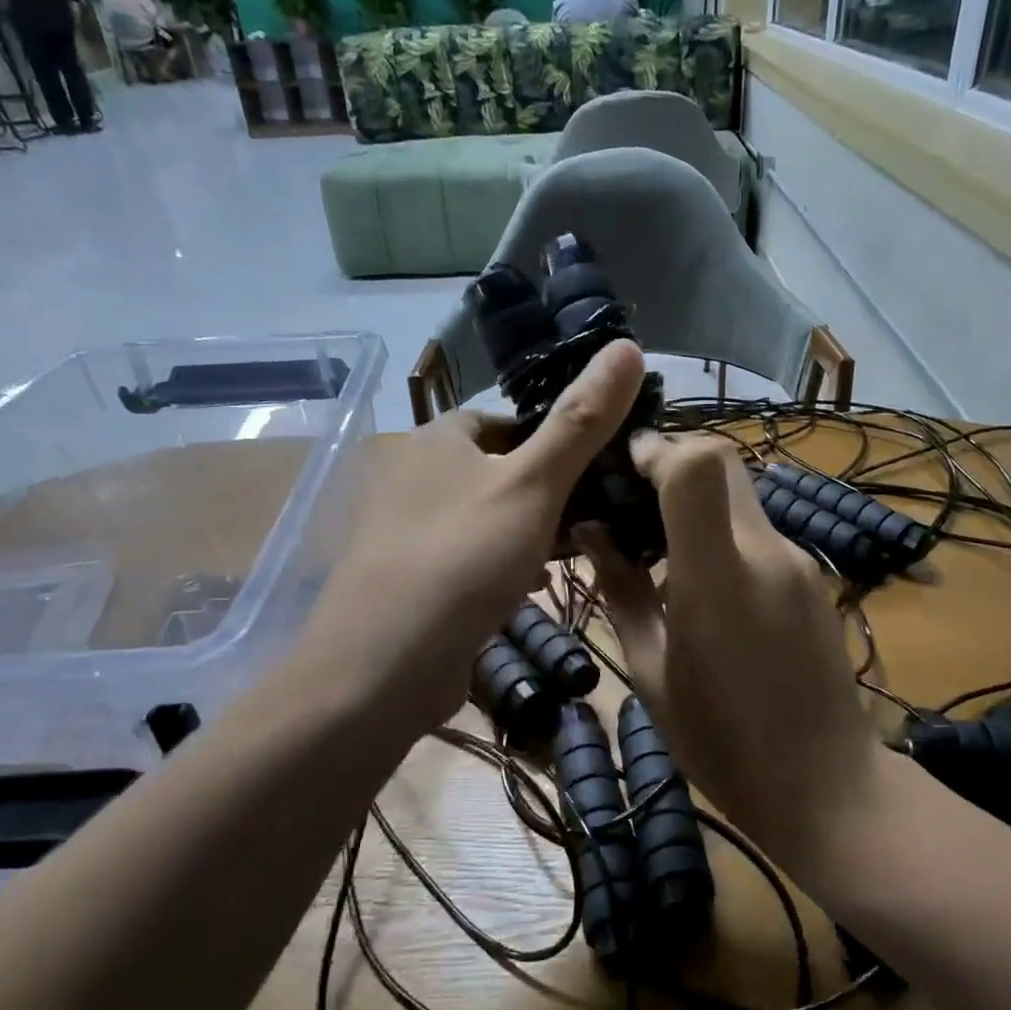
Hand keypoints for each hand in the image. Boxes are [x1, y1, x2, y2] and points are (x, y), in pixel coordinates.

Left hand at [291, 341, 644, 738]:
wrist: (383, 664)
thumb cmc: (464, 556)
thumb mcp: (534, 483)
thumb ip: (581, 421)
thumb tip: (627, 345)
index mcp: (436, 438)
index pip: (504, 421)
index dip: (551, 441)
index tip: (593, 472)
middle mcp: (411, 474)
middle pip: (494, 470)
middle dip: (542, 493)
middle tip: (587, 520)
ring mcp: (403, 530)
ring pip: (482, 517)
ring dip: (523, 532)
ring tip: (565, 557)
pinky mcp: (405, 579)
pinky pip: (464, 558)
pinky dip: (496, 567)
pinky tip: (523, 592)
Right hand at [582, 434, 890, 874]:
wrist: (828, 788)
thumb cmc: (722, 743)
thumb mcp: (651, 671)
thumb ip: (620, 591)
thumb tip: (589, 531)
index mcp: (718, 577)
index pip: (699, 465)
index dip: (658, 451)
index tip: (622, 469)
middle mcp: (767, 551)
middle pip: (724, 462)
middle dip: (672, 465)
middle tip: (630, 501)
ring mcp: (799, 561)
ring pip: (741, 494)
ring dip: (696, 500)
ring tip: (657, 547)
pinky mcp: (814, 576)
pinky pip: (759, 530)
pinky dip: (722, 530)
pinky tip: (702, 580)